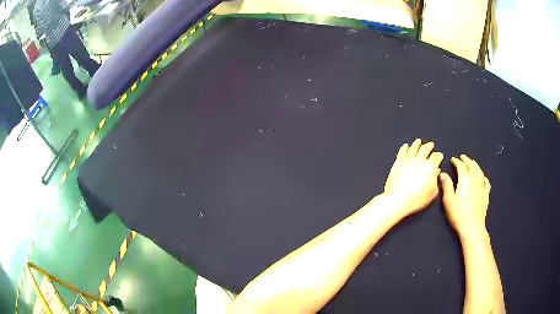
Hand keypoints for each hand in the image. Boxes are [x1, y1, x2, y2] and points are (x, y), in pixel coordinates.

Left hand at [384, 139, 443, 215]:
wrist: (398, 200)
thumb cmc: (417, 199)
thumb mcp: (433, 192)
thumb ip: (436, 180)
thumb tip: (436, 172)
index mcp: (430, 166)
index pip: (436, 157)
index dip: (439, 155)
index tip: (439, 155)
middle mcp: (419, 160)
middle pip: (425, 149)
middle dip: (429, 146)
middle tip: (430, 144)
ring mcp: (408, 160)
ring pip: (413, 148)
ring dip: (417, 144)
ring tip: (418, 141)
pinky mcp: (398, 163)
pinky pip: (402, 152)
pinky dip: (404, 147)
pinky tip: (405, 145)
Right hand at [439, 155, 490, 236]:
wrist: (472, 228)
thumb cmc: (458, 214)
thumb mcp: (448, 200)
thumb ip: (446, 185)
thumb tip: (442, 173)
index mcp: (465, 180)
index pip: (461, 166)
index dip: (456, 162)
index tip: (452, 159)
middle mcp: (475, 180)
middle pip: (472, 166)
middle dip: (467, 160)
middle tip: (462, 157)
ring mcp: (482, 187)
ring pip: (479, 171)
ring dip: (475, 165)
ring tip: (471, 162)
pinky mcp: (486, 195)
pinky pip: (486, 182)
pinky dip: (483, 176)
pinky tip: (482, 176)